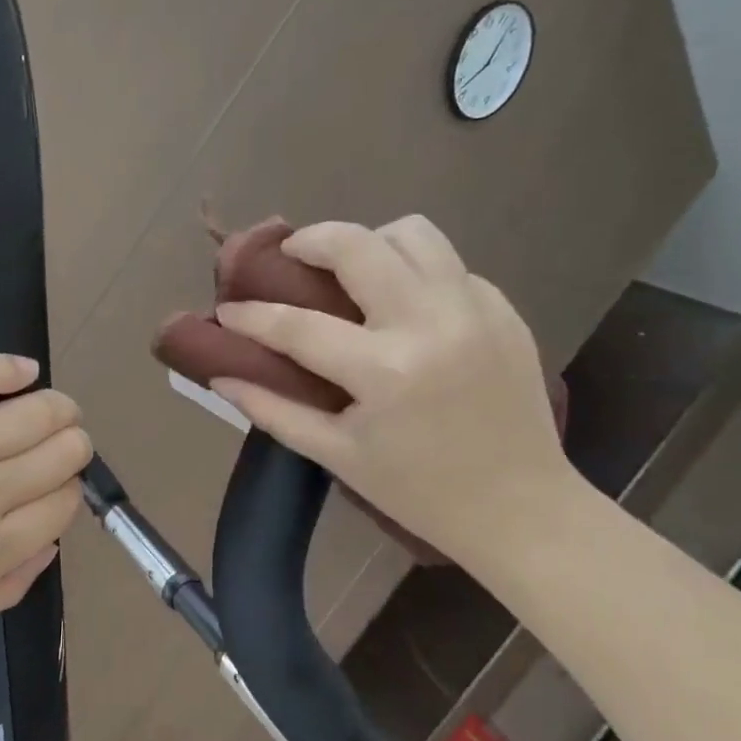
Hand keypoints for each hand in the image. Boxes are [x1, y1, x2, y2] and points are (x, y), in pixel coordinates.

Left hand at [0, 355, 90, 662]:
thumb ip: (7, 585)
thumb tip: (49, 543)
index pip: (63, 504)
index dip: (68, 491)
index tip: (54, 488)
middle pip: (60, 453)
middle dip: (71, 446)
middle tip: (56, 446)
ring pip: (31, 414)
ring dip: (56, 407)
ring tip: (52, 407)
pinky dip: (5, 370)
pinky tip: (23, 369)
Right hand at [211, 218, 573, 570]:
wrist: (520, 507)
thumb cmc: (418, 491)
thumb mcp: (336, 456)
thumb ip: (272, 410)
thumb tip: (221, 376)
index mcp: (386, 372)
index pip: (298, 325)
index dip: (252, 314)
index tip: (228, 308)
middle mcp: (432, 323)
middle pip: (359, 245)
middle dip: (311, 240)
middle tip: (292, 257)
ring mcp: (475, 309)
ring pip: (413, 233)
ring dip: (370, 242)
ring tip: (351, 272)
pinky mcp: (504, 309)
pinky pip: (448, 265)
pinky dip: (414, 272)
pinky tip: (403, 308)